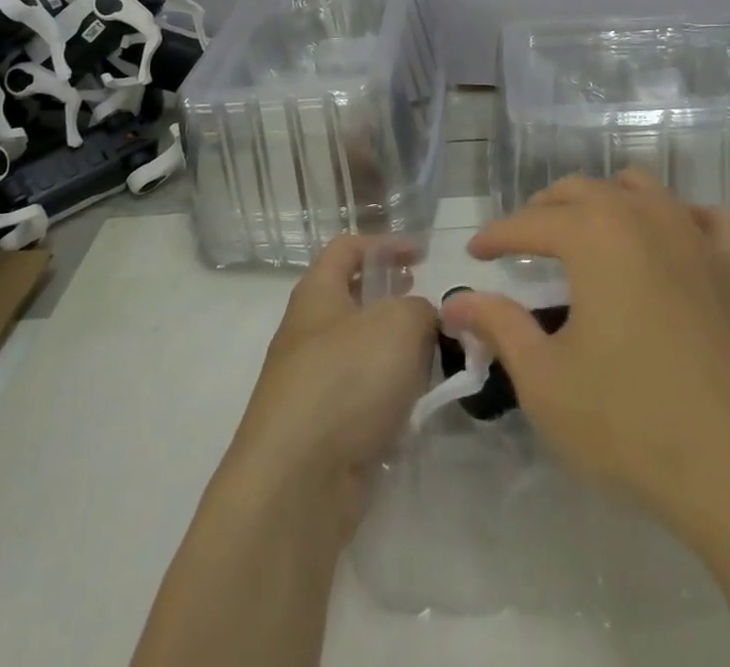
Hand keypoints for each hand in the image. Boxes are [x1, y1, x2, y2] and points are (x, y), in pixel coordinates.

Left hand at [222, 235, 437, 540]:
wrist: (296, 485)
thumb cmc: (346, 381)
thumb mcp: (400, 324)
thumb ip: (421, 309)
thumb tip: (422, 320)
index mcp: (317, 294)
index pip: (347, 247)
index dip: (385, 243)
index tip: (423, 256)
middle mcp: (308, 333)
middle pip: (353, 300)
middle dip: (394, 300)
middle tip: (430, 310)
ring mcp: (311, 384)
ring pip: (361, 352)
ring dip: (396, 352)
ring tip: (433, 359)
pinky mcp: (322, 431)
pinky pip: (362, 398)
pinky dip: (389, 396)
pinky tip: (415, 407)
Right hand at [444, 170, 729, 542]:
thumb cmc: (633, 424)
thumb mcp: (546, 381)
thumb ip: (499, 327)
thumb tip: (457, 301)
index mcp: (594, 234)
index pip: (530, 221)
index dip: (497, 235)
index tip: (475, 252)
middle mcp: (643, 216)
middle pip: (582, 191)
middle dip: (544, 211)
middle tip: (521, 243)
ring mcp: (695, 237)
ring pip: (639, 189)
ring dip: (604, 201)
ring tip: (586, 235)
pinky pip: (703, 217)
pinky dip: (677, 217)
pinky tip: (669, 244)